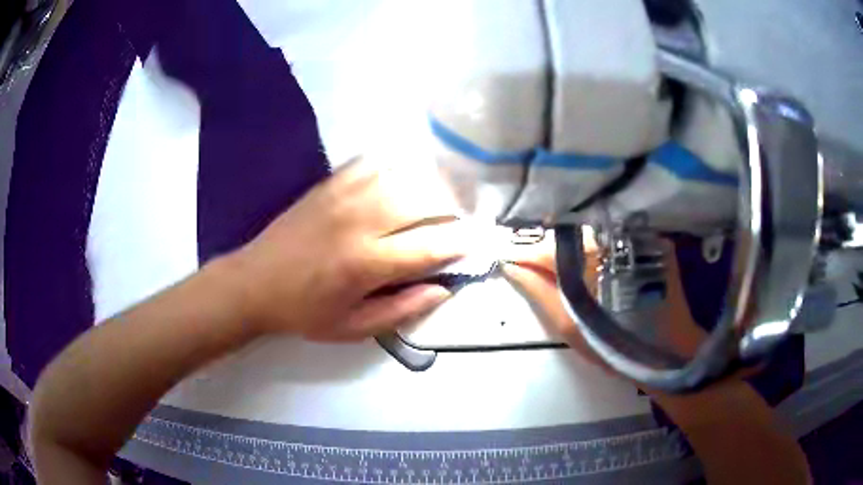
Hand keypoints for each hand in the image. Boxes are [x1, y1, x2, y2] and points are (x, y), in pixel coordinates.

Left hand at [226, 158, 466, 340]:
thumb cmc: (303, 311)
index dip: (461, 243)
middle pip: (423, 200)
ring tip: (445, 195)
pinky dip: (397, 165)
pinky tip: (405, 176)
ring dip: (431, 183)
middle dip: (455, 207)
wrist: (254, 282)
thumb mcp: (352, 328)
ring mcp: (343, 196)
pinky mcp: (330, 184)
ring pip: (403, 175)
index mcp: (365, 264)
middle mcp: (359, 221)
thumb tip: (443, 289)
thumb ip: (402, 310)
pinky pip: (373, 162)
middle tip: (465, 218)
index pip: (429, 246)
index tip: (479, 242)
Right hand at [501, 232, 705, 374]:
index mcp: (588, 256)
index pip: (544, 245)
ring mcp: (635, 232)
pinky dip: (595, 241)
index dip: (523, 250)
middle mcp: (612, 234)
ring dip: (570, 242)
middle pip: (568, 232)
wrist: (668, 349)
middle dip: (545, 244)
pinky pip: (612, 232)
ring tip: (552, 257)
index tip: (504, 254)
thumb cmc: (616, 343)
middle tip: (526, 258)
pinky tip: (586, 254)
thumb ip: (538, 291)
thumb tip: (510, 264)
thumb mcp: (569, 326)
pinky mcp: (651, 237)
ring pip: (590, 230)